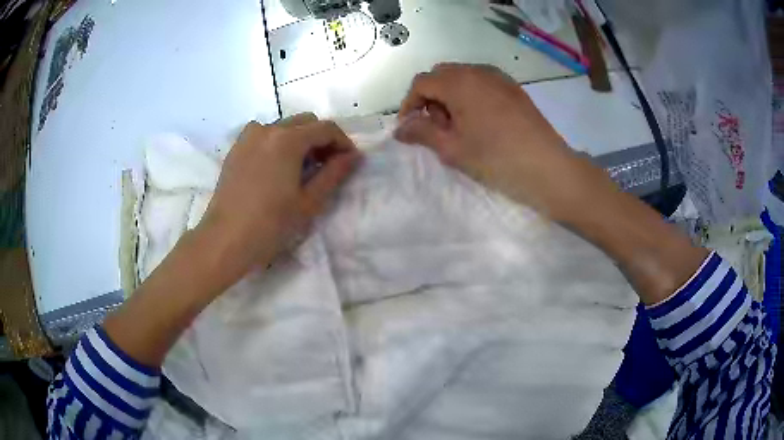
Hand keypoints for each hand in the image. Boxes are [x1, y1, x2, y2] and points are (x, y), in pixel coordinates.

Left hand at [198, 113, 359, 286]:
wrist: (225, 240)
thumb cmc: (270, 225)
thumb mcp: (309, 202)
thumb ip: (334, 173)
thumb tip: (353, 156)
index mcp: (288, 139)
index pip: (326, 128)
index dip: (343, 142)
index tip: (350, 161)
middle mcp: (268, 128)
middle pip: (305, 122)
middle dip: (322, 139)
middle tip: (328, 165)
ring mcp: (248, 136)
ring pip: (285, 126)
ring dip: (300, 139)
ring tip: (302, 168)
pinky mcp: (237, 148)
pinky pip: (265, 135)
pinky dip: (279, 143)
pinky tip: (279, 167)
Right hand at [395, 63, 590, 219]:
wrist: (548, 168)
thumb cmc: (496, 159)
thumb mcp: (453, 149)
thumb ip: (422, 132)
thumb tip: (400, 128)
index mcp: (459, 82)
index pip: (421, 83)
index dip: (409, 104)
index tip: (410, 128)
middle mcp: (478, 71)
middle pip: (441, 75)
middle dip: (431, 98)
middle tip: (437, 128)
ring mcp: (499, 78)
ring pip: (462, 77)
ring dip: (450, 96)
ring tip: (459, 127)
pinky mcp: (513, 88)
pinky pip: (482, 82)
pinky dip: (471, 96)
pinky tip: (480, 122)